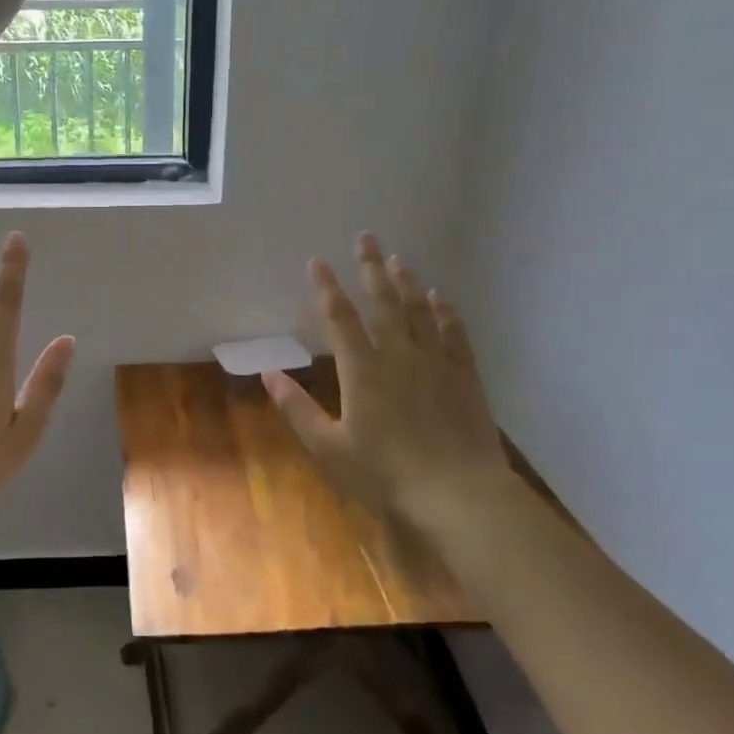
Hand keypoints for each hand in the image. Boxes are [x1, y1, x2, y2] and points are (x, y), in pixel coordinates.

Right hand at [263, 233, 508, 531]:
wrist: (459, 495)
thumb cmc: (385, 475)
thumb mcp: (329, 448)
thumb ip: (297, 409)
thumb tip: (268, 374)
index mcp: (363, 370)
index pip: (340, 318)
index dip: (327, 288)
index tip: (317, 262)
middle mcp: (399, 355)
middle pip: (383, 302)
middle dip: (371, 268)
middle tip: (366, 238)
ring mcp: (436, 363)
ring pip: (419, 311)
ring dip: (406, 283)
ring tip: (398, 259)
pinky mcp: (465, 377)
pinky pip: (454, 334)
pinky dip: (446, 312)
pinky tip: (441, 298)